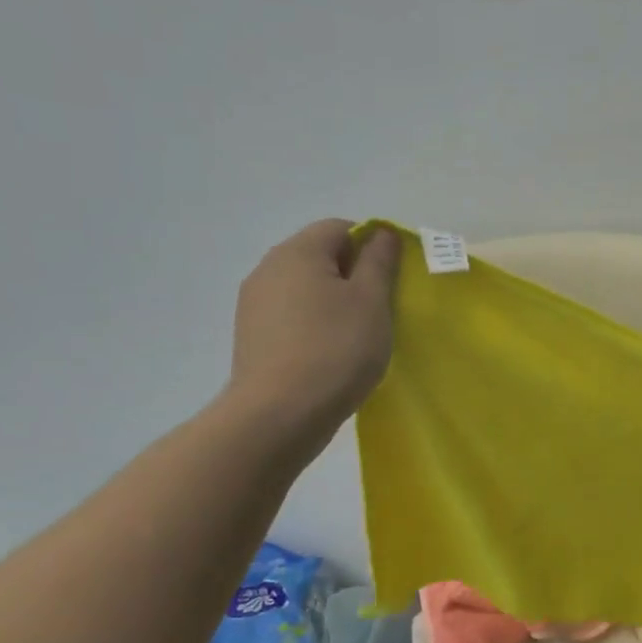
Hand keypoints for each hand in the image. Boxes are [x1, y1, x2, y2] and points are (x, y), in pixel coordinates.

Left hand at [228, 220, 399, 431]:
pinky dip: (314, 326)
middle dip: (353, 276)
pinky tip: (329, 356)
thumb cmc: (336, 350)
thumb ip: (379, 261)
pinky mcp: (251, 336)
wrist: (279, 415)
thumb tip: (381, 233)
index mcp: (298, 252)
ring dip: (333, 303)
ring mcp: (254, 304)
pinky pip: (291, 316)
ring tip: (356, 338)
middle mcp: (269, 268)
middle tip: (379, 311)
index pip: (341, 228)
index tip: (390, 282)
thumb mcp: (372, 301)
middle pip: (320, 256)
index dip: (372, 246)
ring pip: (305, 288)